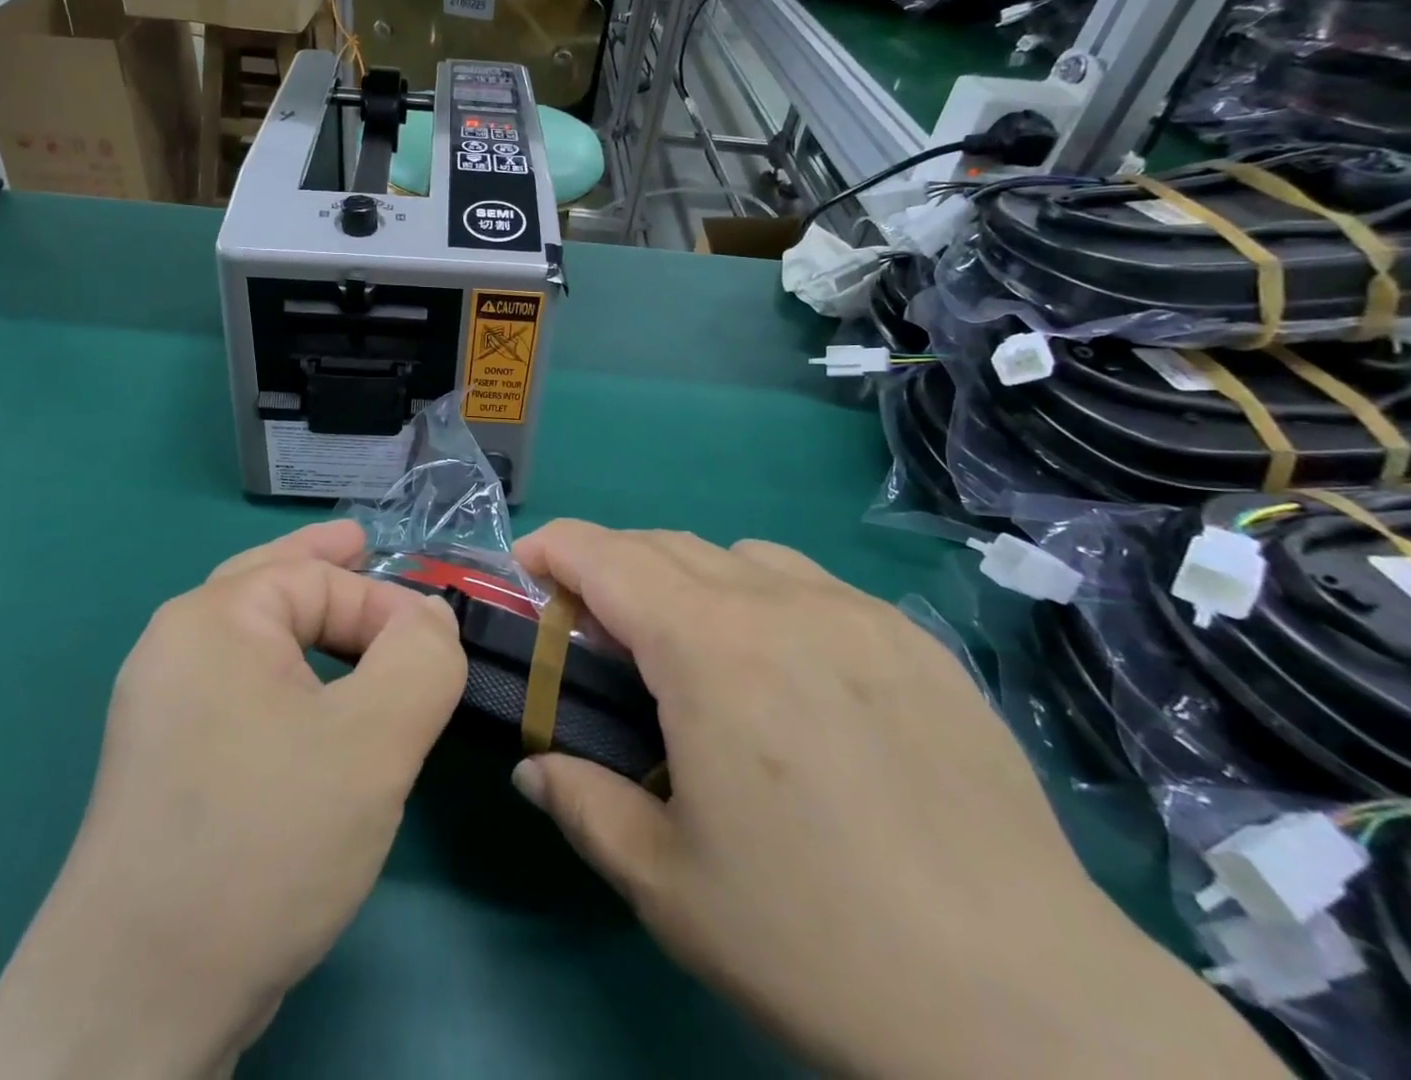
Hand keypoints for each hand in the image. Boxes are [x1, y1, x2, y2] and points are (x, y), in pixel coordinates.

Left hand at [0, 521, 466, 1079]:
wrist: (135, 1006)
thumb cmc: (263, 841)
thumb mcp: (373, 740)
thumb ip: (421, 659)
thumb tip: (431, 619)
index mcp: (212, 621)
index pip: (321, 579)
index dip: (389, 608)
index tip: (440, 658)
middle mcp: (177, 651)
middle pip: (269, 583)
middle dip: (323, 565)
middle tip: (364, 543)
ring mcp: (164, 711)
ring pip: (257, 641)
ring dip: (308, 623)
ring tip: (346, 609)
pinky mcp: (170, 765)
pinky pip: (245, 691)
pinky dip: (290, 676)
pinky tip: (315, 697)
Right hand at [510, 522, 1282, 1079]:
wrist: (1028, 1008)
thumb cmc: (817, 940)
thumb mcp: (667, 884)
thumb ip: (583, 804)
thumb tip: (531, 766)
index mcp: (707, 649)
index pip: (605, 556)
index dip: (554, 547)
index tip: (526, 566)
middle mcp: (777, 603)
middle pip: (665, 545)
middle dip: (612, 565)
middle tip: (595, 625)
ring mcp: (855, 612)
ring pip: (739, 554)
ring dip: (689, 577)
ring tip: (691, 645)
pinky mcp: (914, 638)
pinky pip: (811, 583)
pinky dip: (764, 595)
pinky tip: (786, 669)